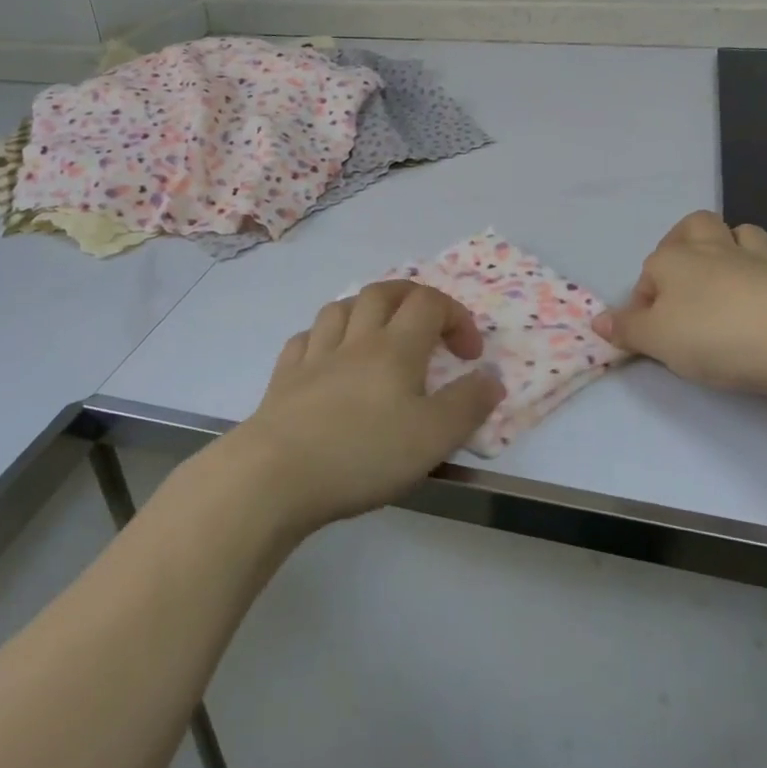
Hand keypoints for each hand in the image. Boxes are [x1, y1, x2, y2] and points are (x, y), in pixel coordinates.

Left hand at [227, 281, 505, 532]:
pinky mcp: (284, 378)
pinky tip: (327, 357)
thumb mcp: (433, 437)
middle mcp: (355, 340)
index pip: (430, 304)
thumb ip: (468, 404)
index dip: (456, 317)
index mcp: (395, 348)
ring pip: (340, 308)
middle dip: (412, 297)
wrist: (275, 474)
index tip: (469, 355)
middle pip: (383, 292)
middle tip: (429, 323)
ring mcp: (314, 356)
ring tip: (379, 333)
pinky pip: (304, 339)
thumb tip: (491, 377)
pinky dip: (323, 338)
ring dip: (365, 309)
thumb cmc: (363, 454)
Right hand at [593, 210, 766, 400]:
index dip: (643, 300)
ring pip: (747, 234)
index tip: (646, 333)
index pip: (648, 271)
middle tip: (685, 275)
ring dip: (739, 245)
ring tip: (734, 271)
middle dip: (687, 240)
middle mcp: (716, 252)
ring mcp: (763, 263)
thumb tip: (597, 320)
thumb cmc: (712, 336)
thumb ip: (627, 329)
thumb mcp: (656, 340)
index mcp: (674, 261)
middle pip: (697, 226)